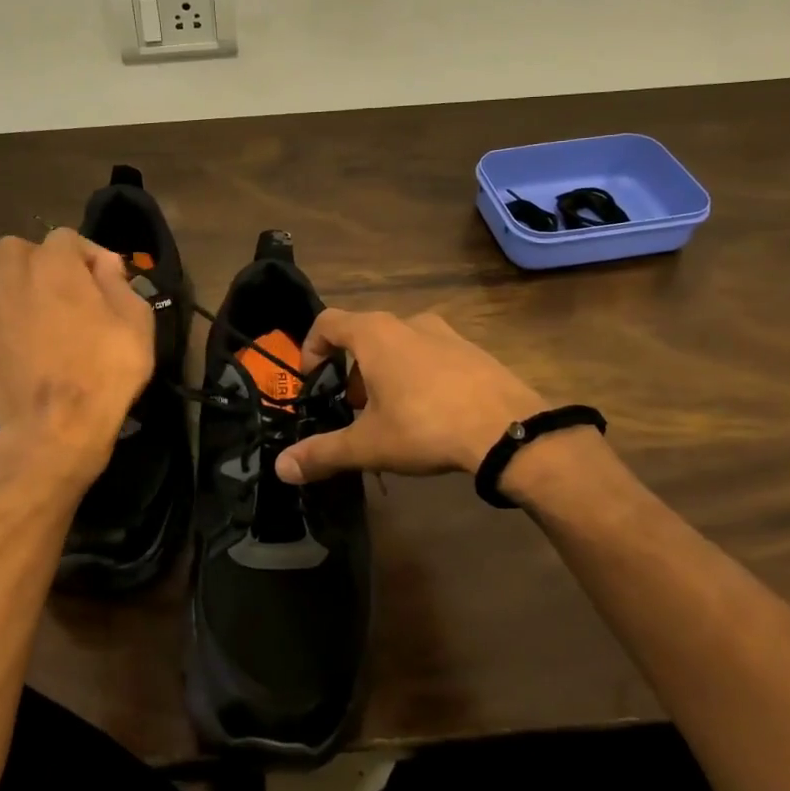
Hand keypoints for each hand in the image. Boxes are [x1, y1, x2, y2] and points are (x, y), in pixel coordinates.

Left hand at [0, 229, 154, 492]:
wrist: (57, 428)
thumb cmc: (106, 371)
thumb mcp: (136, 322)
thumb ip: (119, 282)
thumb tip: (103, 263)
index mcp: (55, 265)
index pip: (65, 236)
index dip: (87, 253)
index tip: (105, 279)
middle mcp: (13, 278)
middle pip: (12, 246)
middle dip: (35, 259)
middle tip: (58, 287)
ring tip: (19, 302)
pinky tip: (4, 342)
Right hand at [274, 309, 548, 483]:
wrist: (508, 430)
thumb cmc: (425, 426)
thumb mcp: (368, 444)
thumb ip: (322, 453)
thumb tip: (281, 468)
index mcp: (374, 334)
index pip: (327, 322)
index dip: (312, 347)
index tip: (312, 380)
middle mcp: (408, 322)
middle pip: (364, 334)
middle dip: (351, 369)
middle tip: (352, 408)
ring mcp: (445, 333)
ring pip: (399, 344)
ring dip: (385, 371)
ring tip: (391, 413)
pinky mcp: (473, 349)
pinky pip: (432, 354)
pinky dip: (418, 374)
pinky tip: (430, 413)